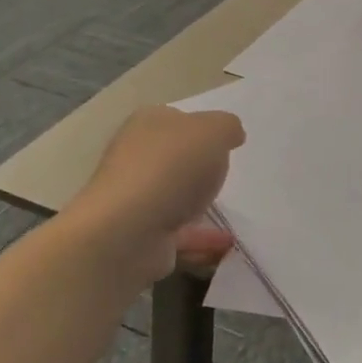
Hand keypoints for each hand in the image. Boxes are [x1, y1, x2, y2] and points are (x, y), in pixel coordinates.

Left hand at [74, 106, 245, 281]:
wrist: (128, 232)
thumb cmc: (171, 168)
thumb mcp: (214, 131)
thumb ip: (227, 127)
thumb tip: (231, 135)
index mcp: (147, 123)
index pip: (177, 119)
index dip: (202, 128)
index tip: (227, 143)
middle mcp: (135, 157)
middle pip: (174, 157)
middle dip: (199, 166)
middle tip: (228, 174)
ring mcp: (135, 198)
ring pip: (174, 196)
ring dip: (199, 203)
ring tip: (233, 213)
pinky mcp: (139, 235)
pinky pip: (179, 232)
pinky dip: (202, 237)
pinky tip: (227, 244)